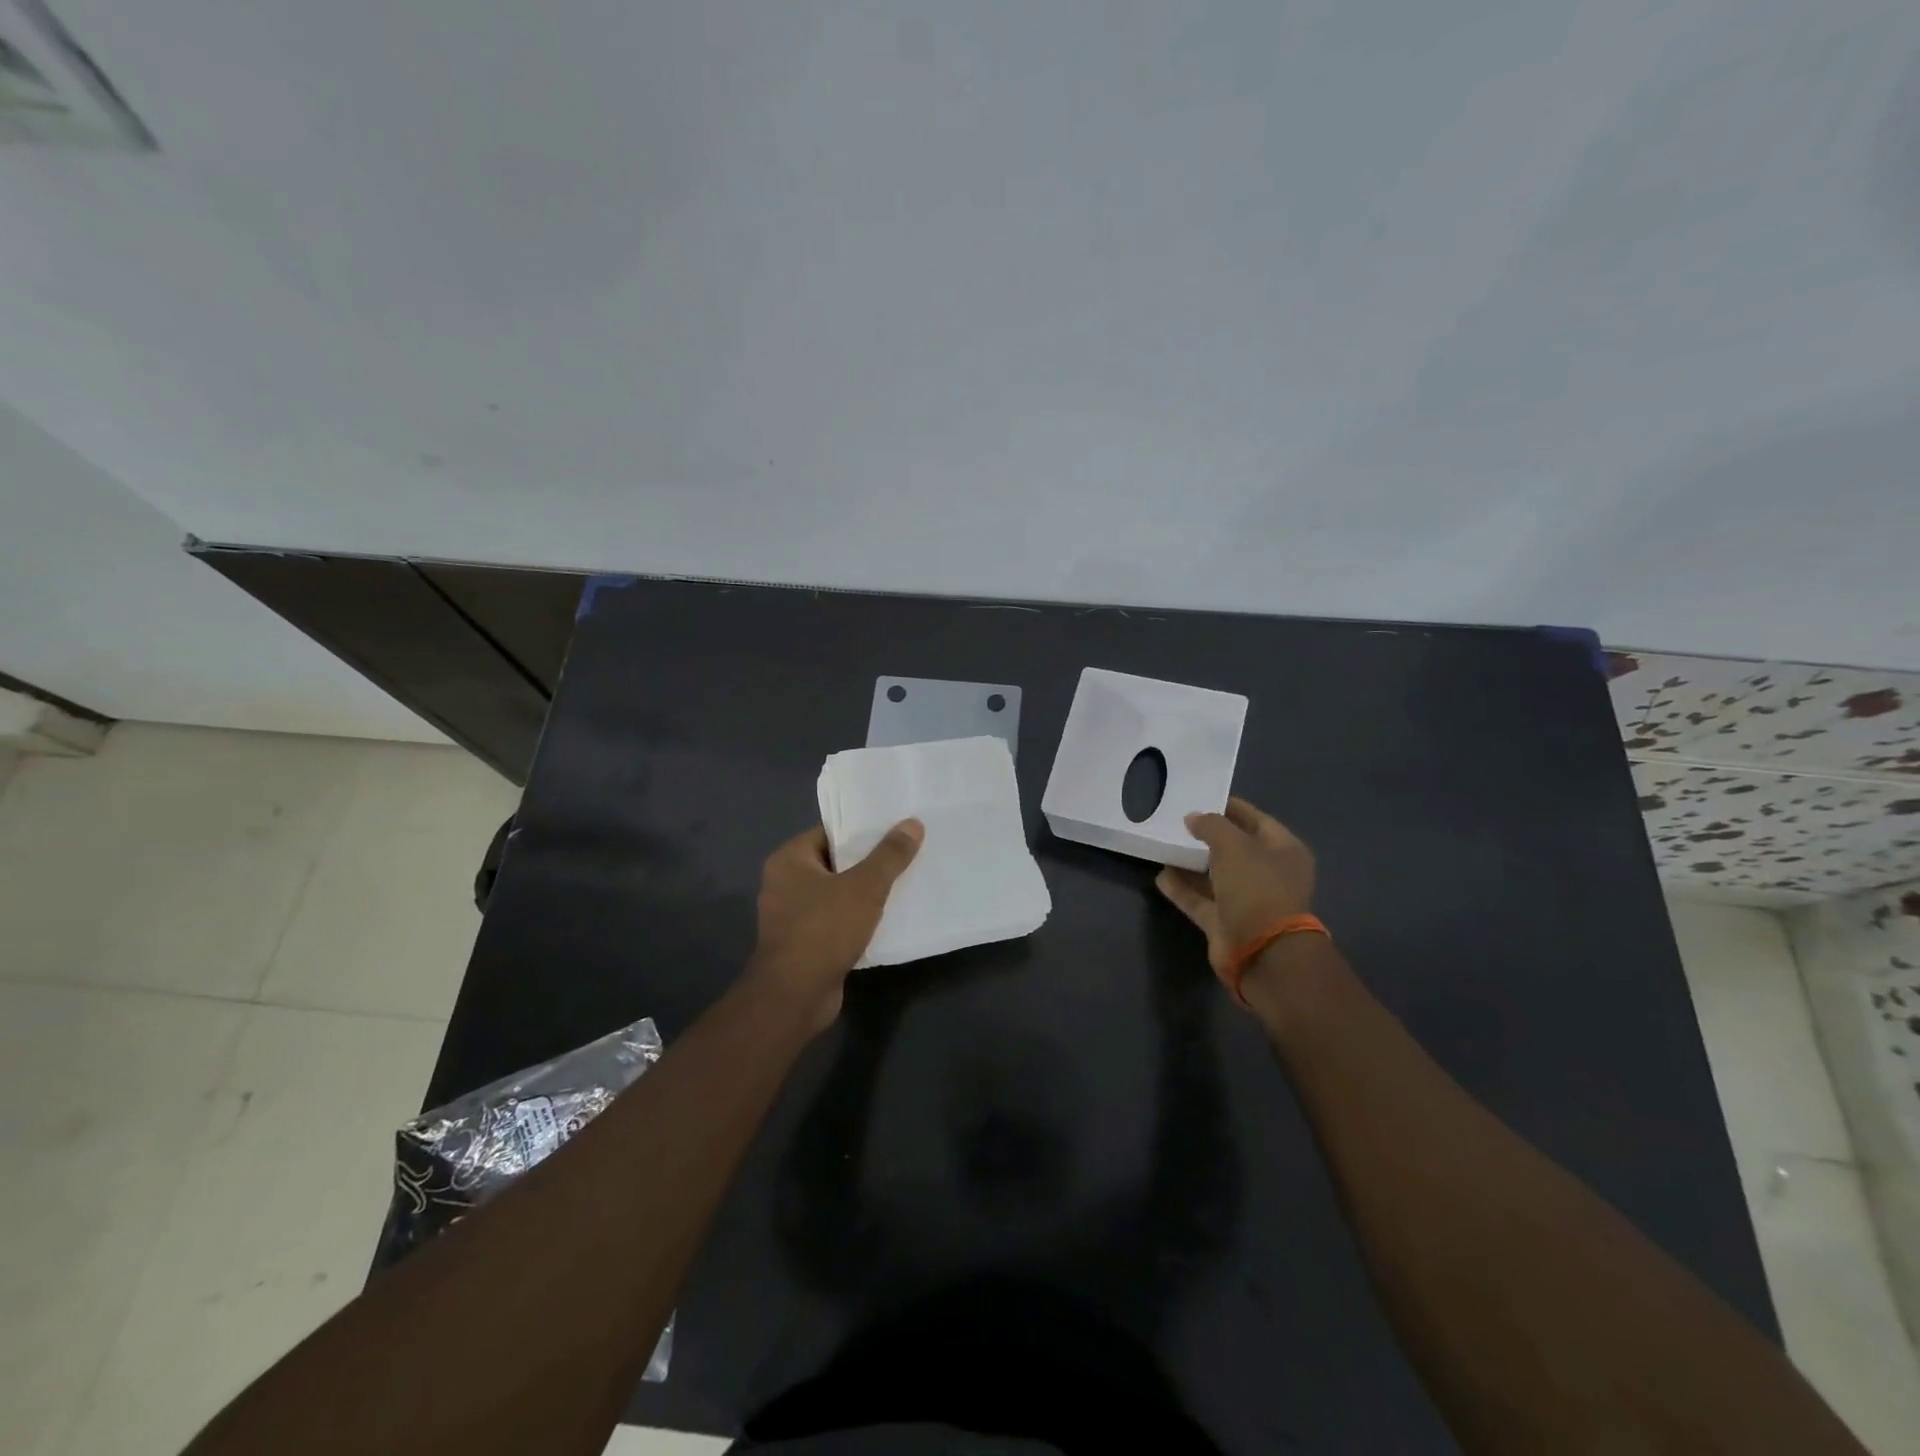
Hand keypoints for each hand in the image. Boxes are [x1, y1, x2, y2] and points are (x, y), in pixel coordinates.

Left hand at [746, 819, 923, 1029]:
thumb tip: (912, 824)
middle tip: (908, 853)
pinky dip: (860, 919)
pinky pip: (837, 921)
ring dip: (867, 892)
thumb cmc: (823, 929)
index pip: (830, 832)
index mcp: (789, 860)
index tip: (895, 827)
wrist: (795, 996)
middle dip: (870, 861)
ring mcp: (793, 916)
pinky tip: (890, 918)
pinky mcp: (805, 944)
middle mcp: (785, 883)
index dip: (863, 829)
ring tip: (905, 882)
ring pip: (838, 894)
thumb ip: (889, 855)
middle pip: (836, 862)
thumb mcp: (864, 887)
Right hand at [1155, 798, 1315, 986]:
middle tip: (1178, 821)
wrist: (1261, 951)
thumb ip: (1211, 825)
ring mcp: (1247, 900)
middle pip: (1235, 848)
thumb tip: (1193, 818)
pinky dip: (1182, 888)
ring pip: (1215, 875)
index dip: (1231, 808)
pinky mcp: (1225, 922)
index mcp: (1284, 851)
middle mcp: (1268, 874)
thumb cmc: (1256, 888)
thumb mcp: (1234, 845)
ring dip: (1191, 862)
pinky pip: (1200, 900)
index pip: (1257, 820)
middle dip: (1208, 836)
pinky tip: (1161, 875)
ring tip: (1165, 845)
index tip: (1201, 798)